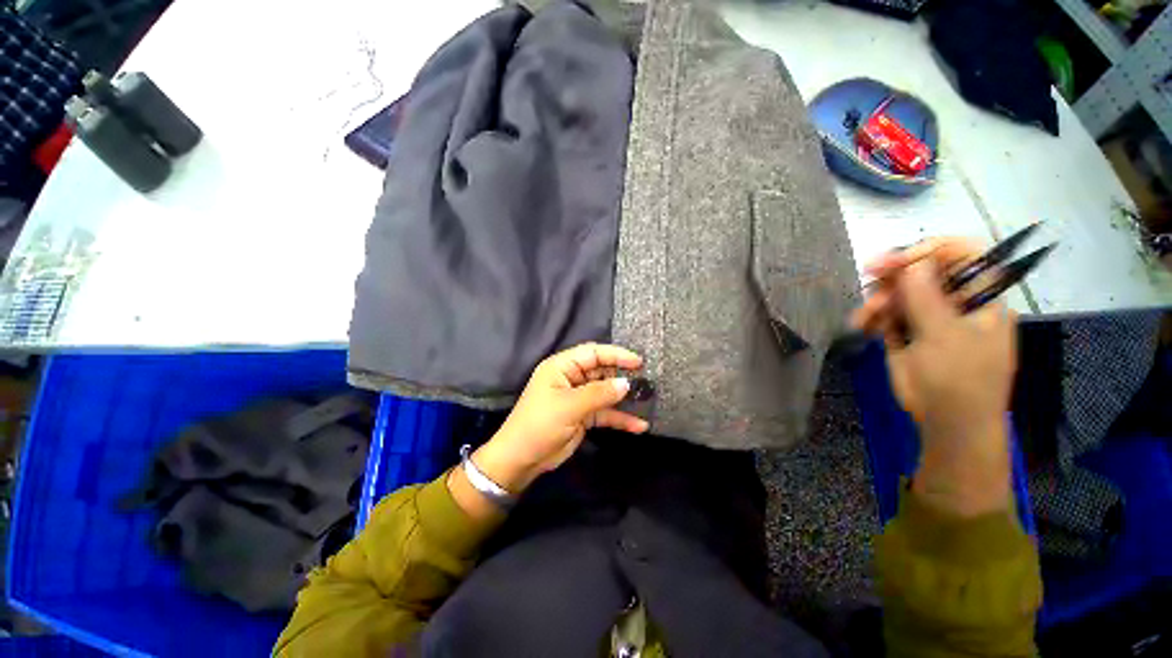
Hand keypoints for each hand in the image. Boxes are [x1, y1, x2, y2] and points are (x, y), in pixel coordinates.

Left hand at [470, 343, 648, 495]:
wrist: (521, 460)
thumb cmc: (540, 424)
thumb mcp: (569, 406)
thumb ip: (599, 393)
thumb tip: (626, 383)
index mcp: (562, 367)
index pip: (592, 352)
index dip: (615, 354)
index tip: (638, 362)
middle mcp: (571, 378)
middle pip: (601, 371)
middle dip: (622, 375)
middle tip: (646, 381)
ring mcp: (578, 398)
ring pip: (606, 392)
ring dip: (624, 398)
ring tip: (647, 400)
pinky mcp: (583, 416)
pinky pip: (605, 413)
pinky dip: (620, 418)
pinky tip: (638, 426)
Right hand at [852, 241, 1017, 515]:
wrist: (948, 422)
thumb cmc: (960, 379)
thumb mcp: (946, 335)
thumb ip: (927, 296)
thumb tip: (910, 261)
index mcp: (981, 295)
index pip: (961, 254)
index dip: (929, 250)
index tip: (896, 261)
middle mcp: (955, 300)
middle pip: (923, 271)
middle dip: (895, 275)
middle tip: (869, 277)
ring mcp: (930, 317)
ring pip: (899, 292)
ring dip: (878, 299)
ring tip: (865, 317)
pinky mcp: (907, 333)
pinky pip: (886, 314)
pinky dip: (872, 316)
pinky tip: (862, 325)